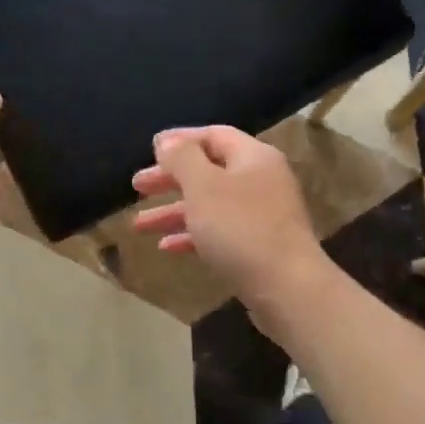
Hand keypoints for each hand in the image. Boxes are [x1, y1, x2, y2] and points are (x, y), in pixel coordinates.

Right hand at [130, 126, 328, 306]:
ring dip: (174, 211)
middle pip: (209, 170)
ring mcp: (262, 216)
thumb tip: (166, 141)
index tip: (149, 149)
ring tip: (138, 225)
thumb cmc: (241, 228)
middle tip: (137, 186)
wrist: (287, 288)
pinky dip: (192, 235)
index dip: (180, 139)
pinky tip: (166, 247)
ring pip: (210, 204)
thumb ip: (182, 159)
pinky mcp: (259, 247)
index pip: (214, 135)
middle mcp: (261, 180)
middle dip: (171, 178)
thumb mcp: (203, 186)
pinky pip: (219, 232)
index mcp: (253, 157)